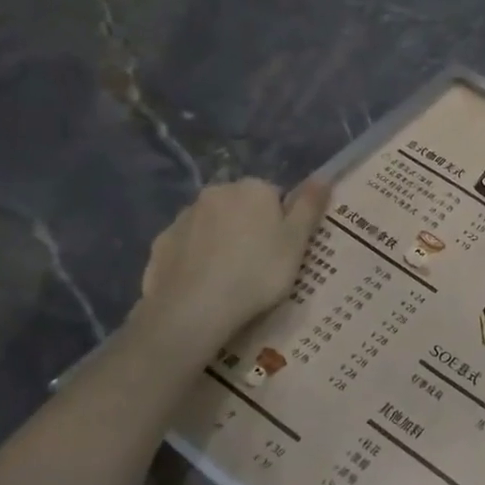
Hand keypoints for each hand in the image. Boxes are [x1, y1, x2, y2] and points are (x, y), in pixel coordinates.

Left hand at [132, 176, 329, 356]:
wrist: (194, 309)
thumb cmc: (258, 272)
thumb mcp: (297, 242)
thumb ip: (310, 206)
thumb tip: (323, 176)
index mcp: (253, 188)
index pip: (274, 196)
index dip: (282, 223)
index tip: (283, 251)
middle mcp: (216, 192)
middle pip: (241, 207)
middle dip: (249, 228)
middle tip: (260, 265)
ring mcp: (184, 217)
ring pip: (212, 225)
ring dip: (222, 241)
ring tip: (230, 278)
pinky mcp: (161, 243)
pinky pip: (187, 246)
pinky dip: (196, 258)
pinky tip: (204, 284)